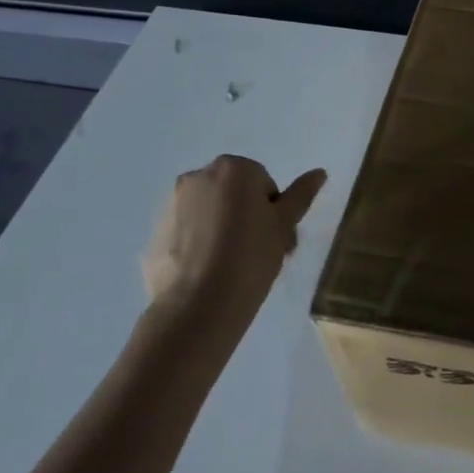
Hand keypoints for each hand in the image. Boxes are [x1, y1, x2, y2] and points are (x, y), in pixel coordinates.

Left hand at [142, 156, 326, 324]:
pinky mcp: (154, 234)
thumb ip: (301, 195)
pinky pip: (184, 234)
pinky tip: (207, 273)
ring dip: (219, 229)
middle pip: (231, 194)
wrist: (199, 303)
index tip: (275, 238)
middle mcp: (196, 177)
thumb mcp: (285, 225)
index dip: (272, 211)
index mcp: (232, 168)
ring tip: (230, 266)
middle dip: (244, 216)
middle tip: (258, 252)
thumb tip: (319, 172)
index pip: (262, 183)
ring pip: (206, 212)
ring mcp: (170, 205)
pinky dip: (196, 246)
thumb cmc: (251, 256)